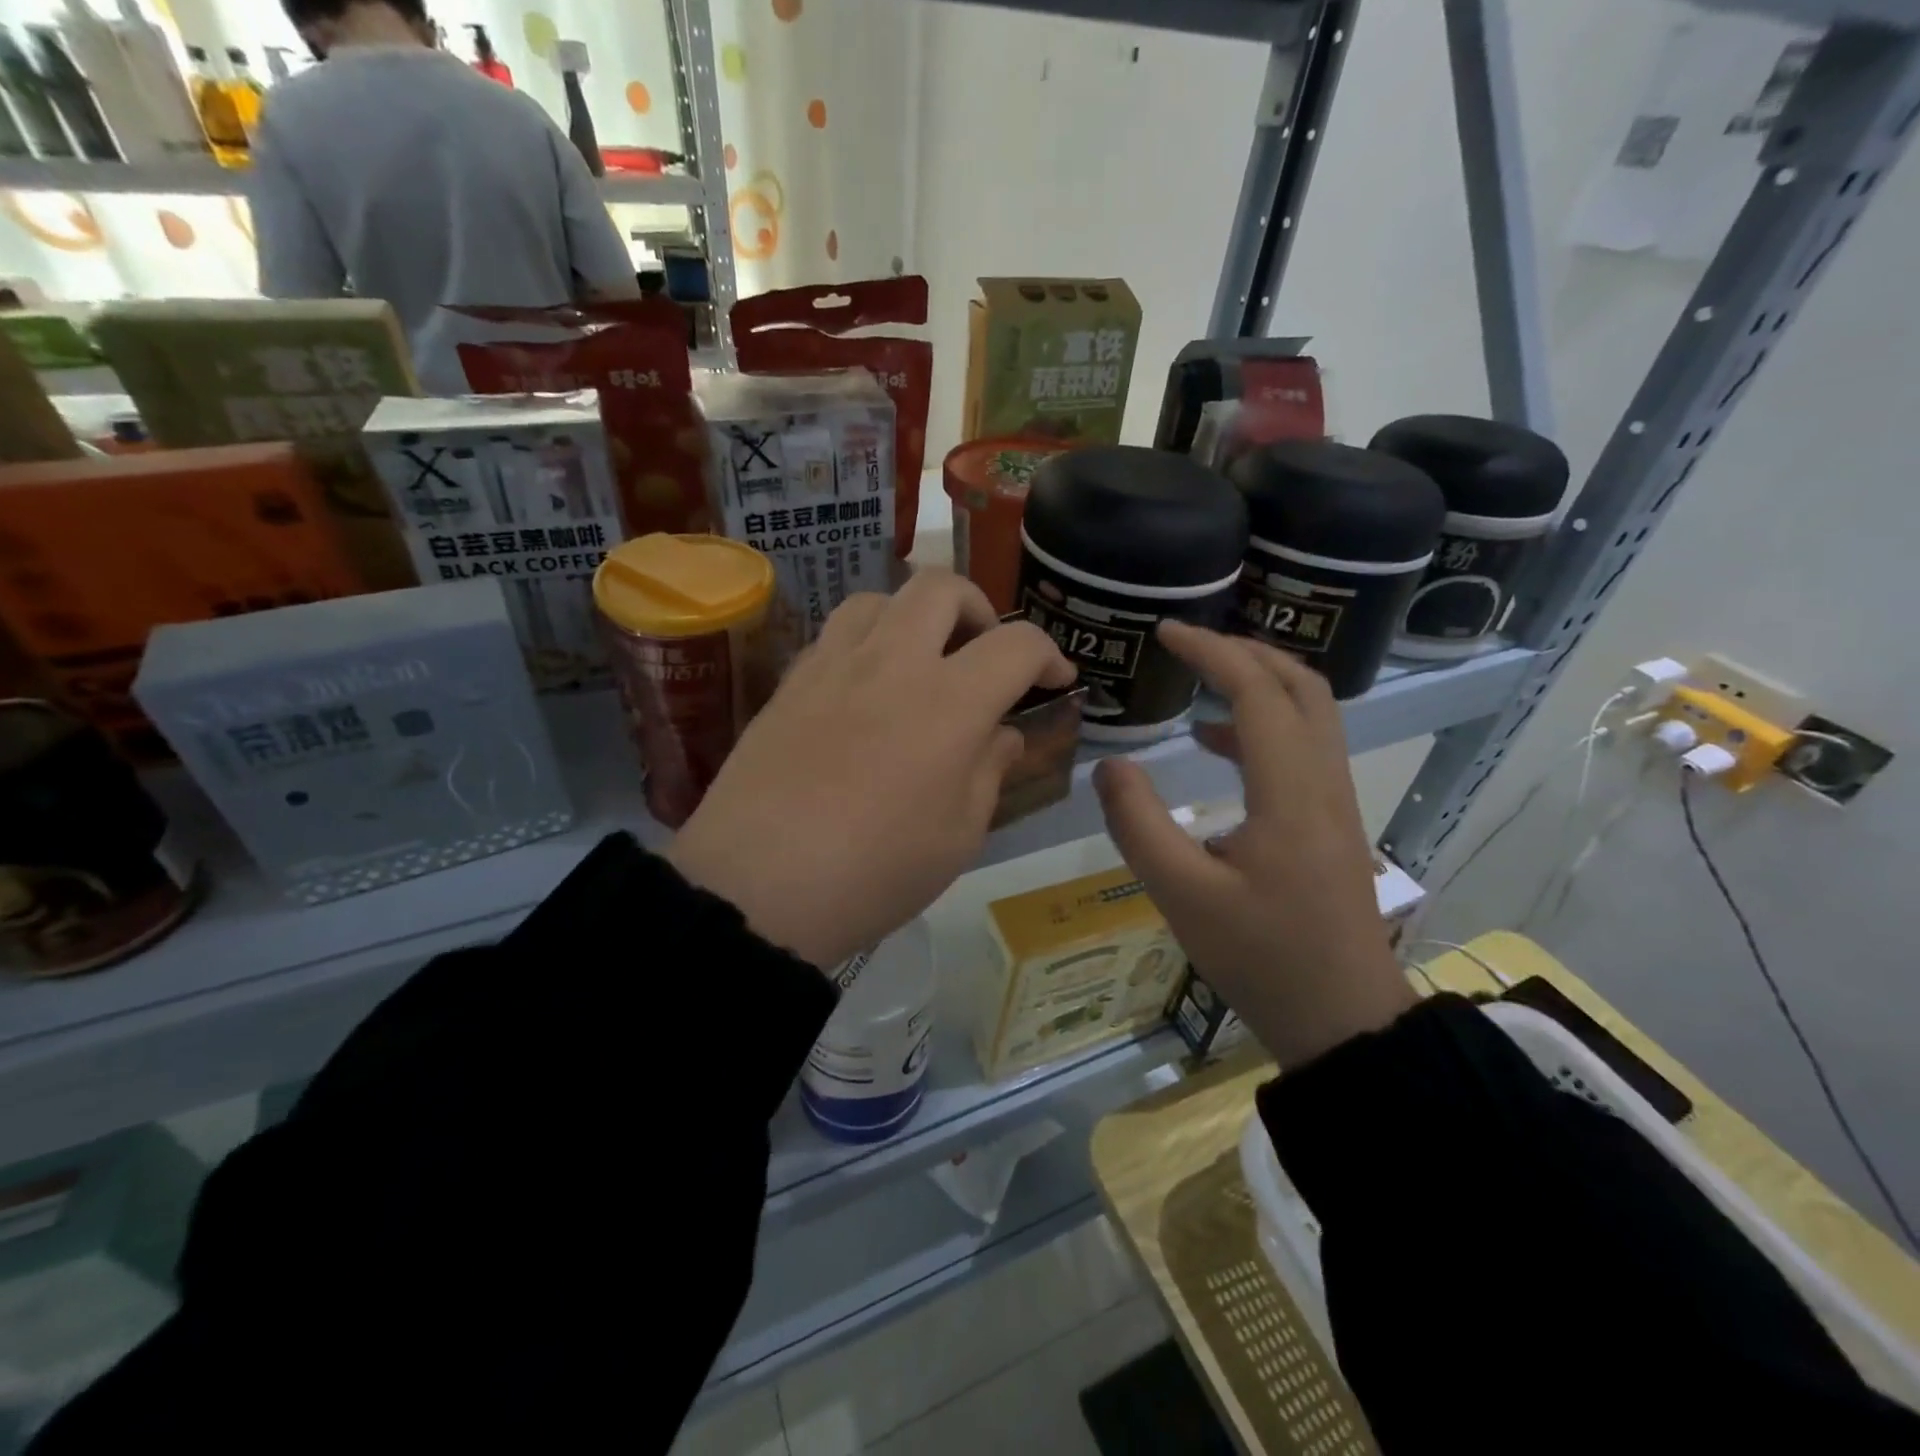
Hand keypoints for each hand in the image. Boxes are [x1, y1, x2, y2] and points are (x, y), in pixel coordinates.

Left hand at [668, 570, 1075, 968]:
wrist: (756, 888)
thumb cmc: (875, 872)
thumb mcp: (958, 836)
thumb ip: (988, 771)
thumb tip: (1000, 734)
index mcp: (949, 702)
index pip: (1016, 644)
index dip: (1048, 654)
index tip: (1054, 680)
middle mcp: (892, 663)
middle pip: (941, 588)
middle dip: (978, 609)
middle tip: (984, 653)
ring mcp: (832, 666)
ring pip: (879, 599)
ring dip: (914, 618)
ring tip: (919, 662)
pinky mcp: (788, 684)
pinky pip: (833, 636)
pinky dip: (865, 645)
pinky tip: (863, 691)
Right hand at [1093, 622, 1416, 1067]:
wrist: (1342, 1020)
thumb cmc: (1260, 958)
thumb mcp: (1181, 895)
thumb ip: (1139, 825)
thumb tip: (1108, 766)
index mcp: (1291, 793)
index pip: (1257, 693)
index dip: (1211, 652)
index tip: (1165, 633)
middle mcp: (1324, 783)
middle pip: (1301, 686)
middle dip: (1244, 652)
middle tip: (1188, 645)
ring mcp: (1336, 802)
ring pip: (1311, 713)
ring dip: (1259, 683)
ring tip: (1201, 678)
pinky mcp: (1333, 822)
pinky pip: (1305, 747)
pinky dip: (1263, 724)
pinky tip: (1217, 745)